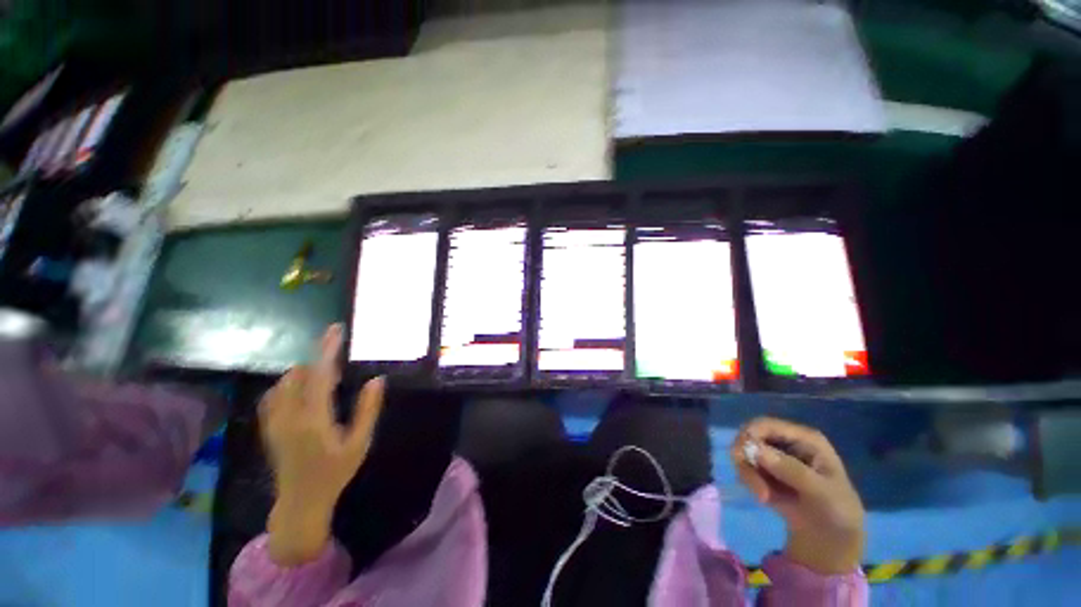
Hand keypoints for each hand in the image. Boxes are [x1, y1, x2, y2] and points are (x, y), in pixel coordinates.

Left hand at [259, 324, 384, 564]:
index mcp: (314, 418)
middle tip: (340, 368)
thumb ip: (368, 410)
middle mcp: (289, 415)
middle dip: (320, 361)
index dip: (328, 349)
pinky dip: (290, 383)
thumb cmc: (335, 472)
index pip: (320, 374)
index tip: (336, 330)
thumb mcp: (360, 443)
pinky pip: (275, 393)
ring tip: (327, 380)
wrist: (300, 501)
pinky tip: (304, 390)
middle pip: (299, 373)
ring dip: (306, 373)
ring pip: (285, 381)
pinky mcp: (269, 426)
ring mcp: (275, 421)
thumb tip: (377, 380)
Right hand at [730, 417, 864, 574]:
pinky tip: (764, 499)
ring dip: (748, 474)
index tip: (742, 456)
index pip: (767, 424)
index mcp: (805, 439)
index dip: (750, 434)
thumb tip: (755, 449)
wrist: (833, 542)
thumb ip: (792, 471)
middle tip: (750, 483)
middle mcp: (786, 442)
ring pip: (744, 453)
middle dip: (745, 458)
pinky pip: (745, 468)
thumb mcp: (823, 494)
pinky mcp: (764, 471)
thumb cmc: (838, 513)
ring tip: (763, 499)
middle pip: (749, 436)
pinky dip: (749, 482)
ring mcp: (773, 456)